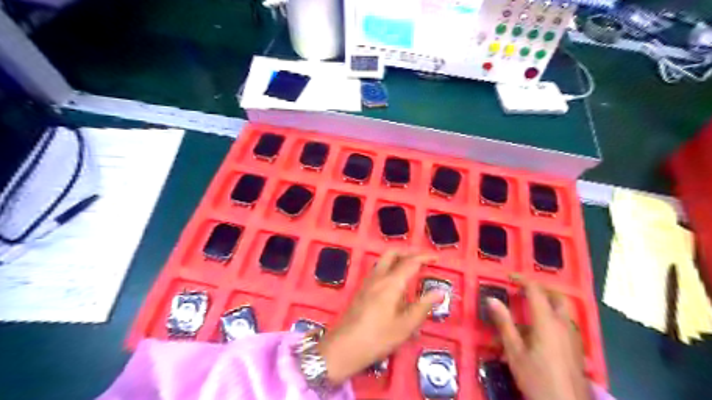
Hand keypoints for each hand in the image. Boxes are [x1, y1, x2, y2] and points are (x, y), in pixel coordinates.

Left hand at [317, 250, 442, 383]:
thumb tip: (439, 292)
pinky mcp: (362, 289)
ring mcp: (368, 282)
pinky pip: (378, 270)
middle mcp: (378, 277)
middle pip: (393, 253)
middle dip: (408, 252)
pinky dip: (390, 267)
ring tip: (411, 269)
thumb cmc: (377, 338)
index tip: (436, 258)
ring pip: (383, 260)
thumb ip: (423, 307)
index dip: (424, 257)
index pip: (410, 262)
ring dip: (398, 259)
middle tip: (422, 261)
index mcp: (391, 283)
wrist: (344, 347)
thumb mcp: (405, 326)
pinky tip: (396, 283)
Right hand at [491, 280, 589, 399]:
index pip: (536, 291)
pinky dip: (554, 317)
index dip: (522, 280)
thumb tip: (491, 299)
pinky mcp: (578, 348)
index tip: (509, 277)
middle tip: (524, 290)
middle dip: (541, 288)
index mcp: (547, 322)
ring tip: (529, 309)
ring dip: (549, 303)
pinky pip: (566, 323)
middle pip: (558, 296)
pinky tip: (541, 332)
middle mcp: (564, 324)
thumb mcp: (515, 352)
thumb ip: (504, 323)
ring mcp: (574, 337)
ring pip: (564, 310)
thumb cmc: (537, 379)